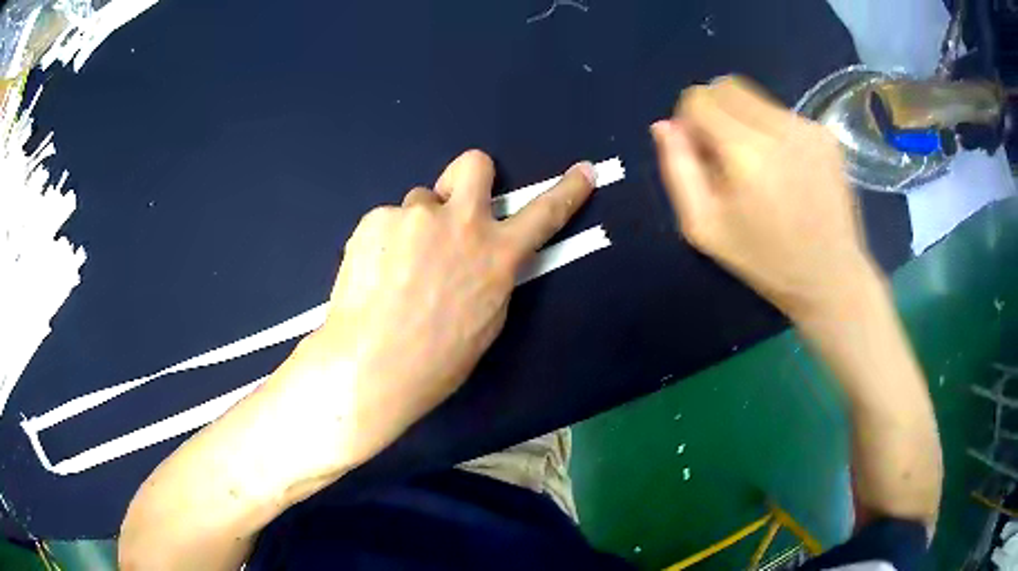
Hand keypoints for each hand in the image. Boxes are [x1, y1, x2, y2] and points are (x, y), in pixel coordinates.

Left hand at [292, 150, 595, 462]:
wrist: (372, 367)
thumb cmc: (436, 360)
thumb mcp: (486, 320)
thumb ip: (491, 275)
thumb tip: (482, 256)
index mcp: (496, 254)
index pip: (544, 214)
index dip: (567, 190)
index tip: (583, 171)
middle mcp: (460, 222)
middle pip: (473, 164)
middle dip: (469, 177)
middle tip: (452, 206)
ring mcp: (415, 215)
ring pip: (419, 203)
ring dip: (415, 226)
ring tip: (396, 270)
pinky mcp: (375, 220)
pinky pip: (386, 222)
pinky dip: (383, 243)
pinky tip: (373, 275)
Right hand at [651, 76, 878, 320]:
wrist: (831, 276)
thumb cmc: (764, 259)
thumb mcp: (704, 228)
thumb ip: (678, 170)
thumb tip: (664, 126)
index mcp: (745, 152)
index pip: (699, 98)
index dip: (690, 121)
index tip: (701, 153)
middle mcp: (779, 128)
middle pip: (726, 87)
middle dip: (714, 113)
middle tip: (725, 156)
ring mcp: (807, 128)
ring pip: (754, 98)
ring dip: (743, 120)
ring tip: (758, 166)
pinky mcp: (826, 135)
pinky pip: (782, 113)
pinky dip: (771, 130)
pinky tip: (784, 169)